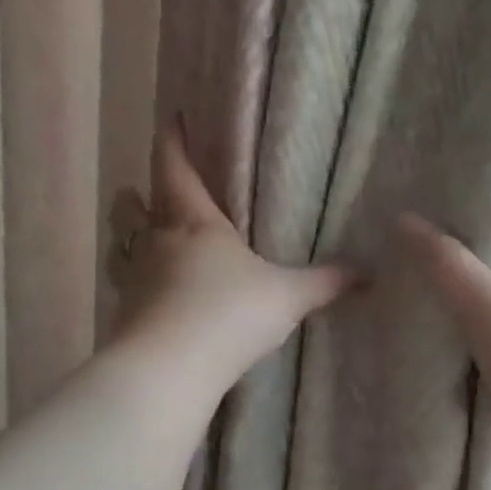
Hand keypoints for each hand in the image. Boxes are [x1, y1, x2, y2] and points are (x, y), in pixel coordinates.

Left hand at [108, 120, 356, 388]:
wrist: (171, 369)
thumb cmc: (229, 314)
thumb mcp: (287, 297)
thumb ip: (325, 283)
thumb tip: (368, 274)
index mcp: (194, 222)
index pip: (175, 167)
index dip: (174, 140)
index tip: (175, 120)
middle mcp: (156, 243)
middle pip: (132, 205)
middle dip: (139, 194)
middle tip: (151, 193)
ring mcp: (134, 280)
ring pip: (123, 246)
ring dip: (131, 240)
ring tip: (148, 244)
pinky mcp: (125, 316)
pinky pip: (127, 288)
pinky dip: (138, 285)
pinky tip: (155, 299)